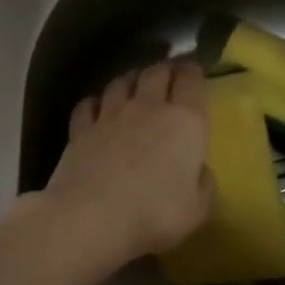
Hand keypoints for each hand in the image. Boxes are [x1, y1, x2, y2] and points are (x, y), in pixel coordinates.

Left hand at [38, 59, 214, 271]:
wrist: (91, 216)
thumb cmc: (154, 214)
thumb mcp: (197, 209)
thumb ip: (203, 184)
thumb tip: (199, 169)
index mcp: (184, 122)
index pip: (191, 81)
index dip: (193, 71)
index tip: (194, 70)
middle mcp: (147, 108)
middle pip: (156, 73)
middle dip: (165, 68)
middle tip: (168, 72)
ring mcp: (110, 115)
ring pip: (121, 82)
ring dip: (130, 79)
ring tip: (134, 83)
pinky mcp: (80, 128)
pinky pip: (88, 104)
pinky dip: (95, 102)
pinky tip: (96, 107)